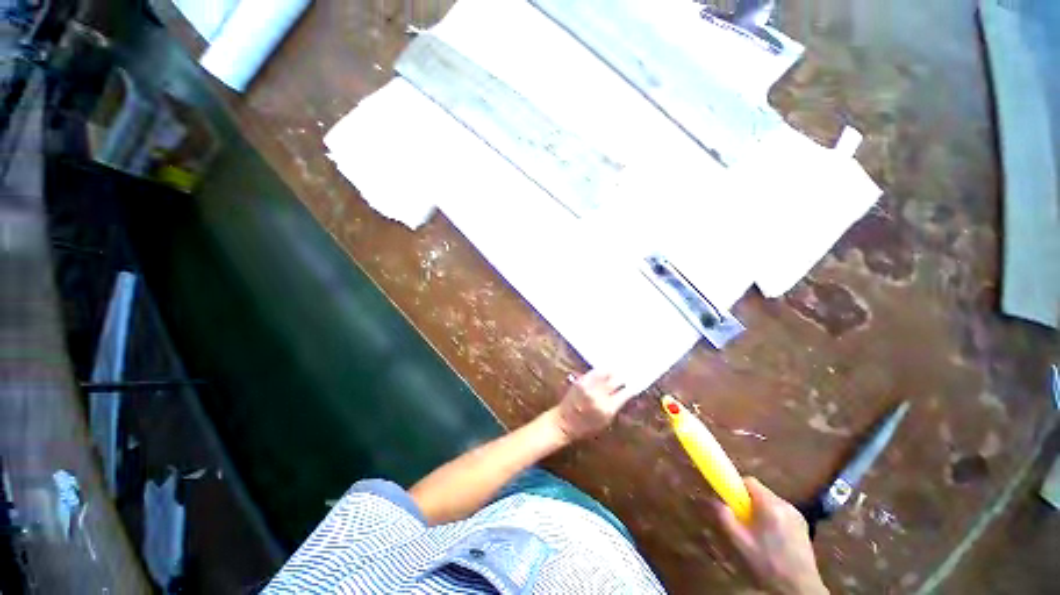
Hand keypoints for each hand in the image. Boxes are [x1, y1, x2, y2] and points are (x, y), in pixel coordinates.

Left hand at [548, 370, 632, 441]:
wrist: (565, 422)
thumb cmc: (587, 427)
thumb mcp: (606, 421)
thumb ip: (616, 406)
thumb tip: (626, 392)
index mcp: (608, 408)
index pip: (626, 393)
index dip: (632, 387)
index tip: (637, 382)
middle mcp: (600, 395)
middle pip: (617, 380)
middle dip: (624, 377)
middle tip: (629, 373)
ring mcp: (589, 386)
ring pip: (606, 373)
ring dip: (614, 371)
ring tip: (620, 368)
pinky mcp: (581, 381)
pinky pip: (595, 372)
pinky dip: (603, 370)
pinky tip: (607, 368)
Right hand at [715, 477, 827, 594]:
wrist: (799, 590)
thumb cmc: (766, 564)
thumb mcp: (739, 541)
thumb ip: (723, 516)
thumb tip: (708, 498)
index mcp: (770, 504)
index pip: (748, 480)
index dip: (735, 488)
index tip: (728, 503)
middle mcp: (786, 504)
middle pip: (759, 492)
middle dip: (746, 503)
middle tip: (740, 522)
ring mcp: (797, 516)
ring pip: (770, 504)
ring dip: (759, 512)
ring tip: (755, 534)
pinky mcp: (803, 527)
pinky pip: (780, 514)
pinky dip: (771, 521)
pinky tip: (770, 541)